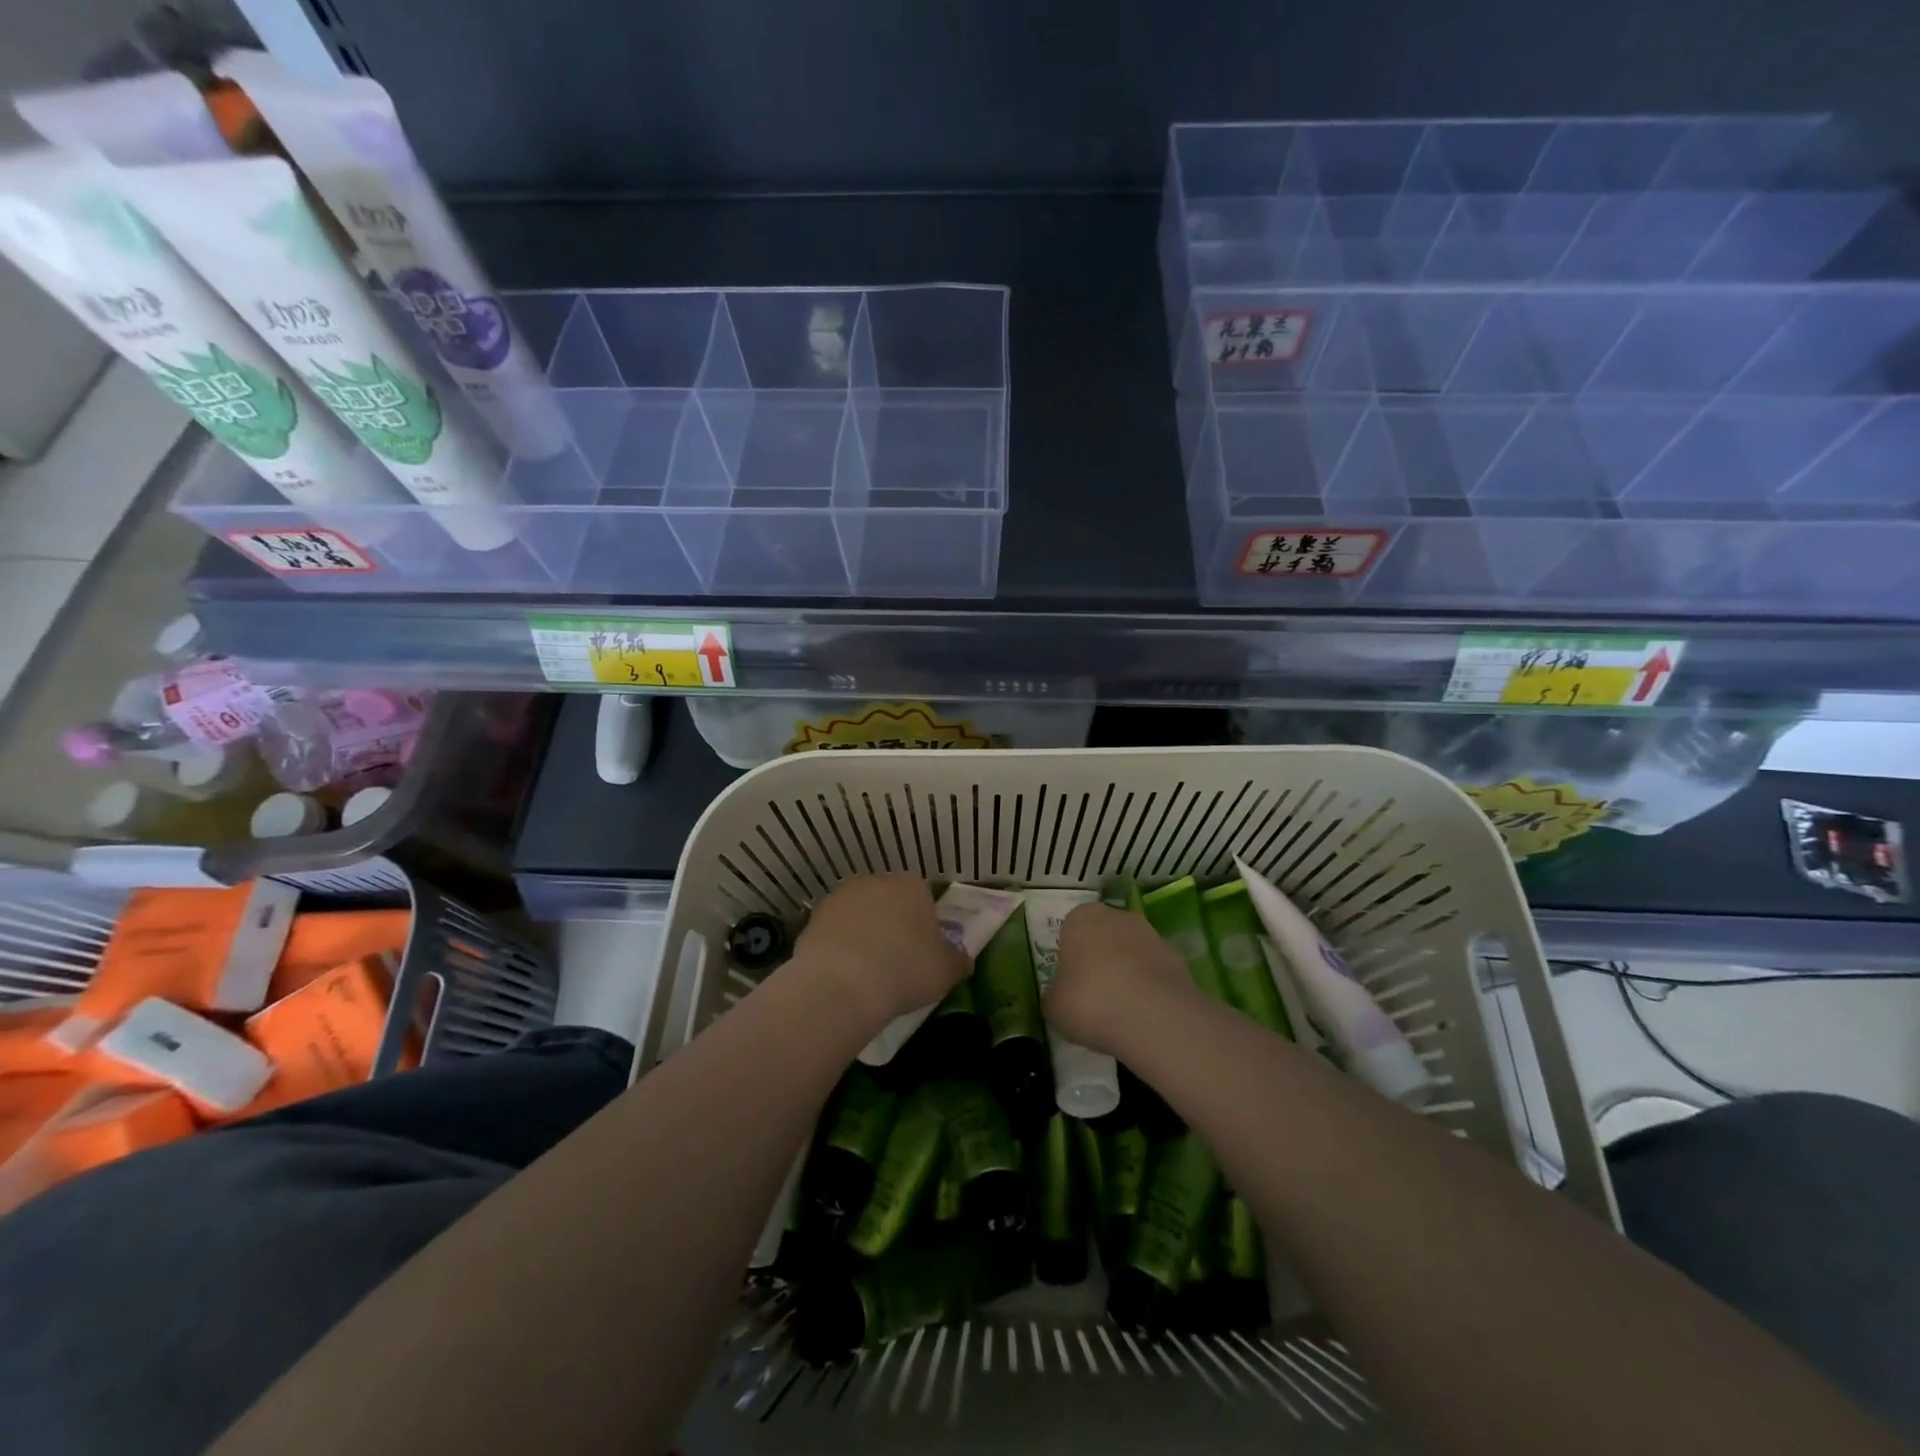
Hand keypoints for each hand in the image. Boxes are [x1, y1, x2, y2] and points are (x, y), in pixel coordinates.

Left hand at [794, 874, 968, 1028]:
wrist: (842, 984)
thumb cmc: (905, 970)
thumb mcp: (947, 971)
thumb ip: (958, 959)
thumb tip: (962, 958)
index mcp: (912, 885)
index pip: (924, 897)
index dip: (925, 924)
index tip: (924, 951)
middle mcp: (876, 881)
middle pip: (890, 901)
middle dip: (893, 924)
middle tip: (897, 960)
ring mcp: (841, 896)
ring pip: (860, 913)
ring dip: (864, 932)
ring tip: (867, 970)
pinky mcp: (814, 917)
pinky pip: (835, 930)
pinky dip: (840, 946)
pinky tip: (844, 973)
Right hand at [1045, 903, 1196, 1055]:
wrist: (1154, 1018)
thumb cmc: (1091, 1002)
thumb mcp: (1054, 1006)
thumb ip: (1055, 994)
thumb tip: (1061, 996)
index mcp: (1081, 918)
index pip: (1071, 928)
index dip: (1070, 955)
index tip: (1070, 981)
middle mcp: (1117, 916)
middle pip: (1103, 934)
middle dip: (1100, 958)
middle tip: (1094, 994)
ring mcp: (1152, 934)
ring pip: (1131, 951)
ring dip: (1127, 971)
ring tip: (1122, 1009)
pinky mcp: (1177, 957)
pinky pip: (1155, 970)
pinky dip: (1150, 986)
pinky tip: (1145, 1014)